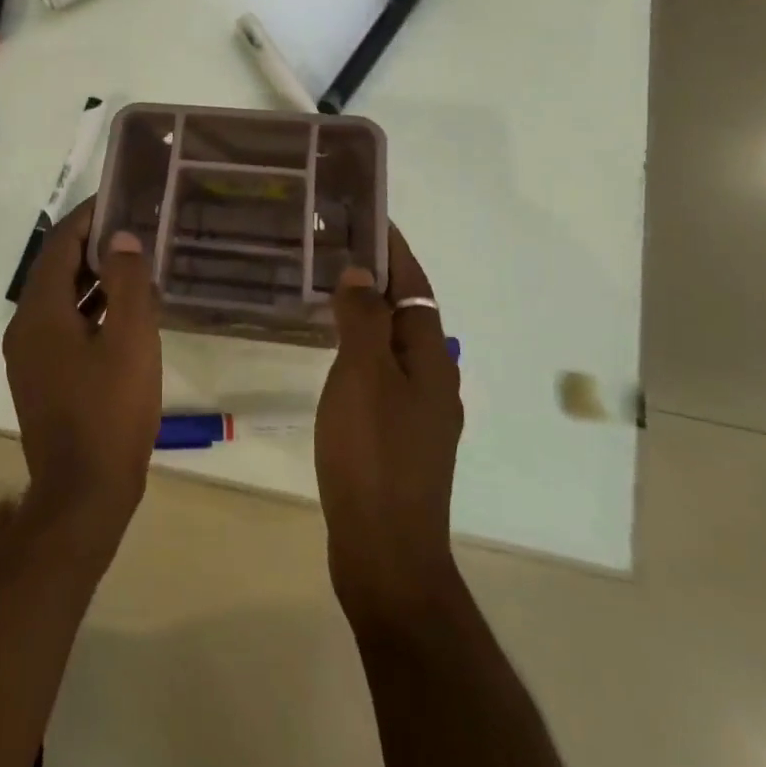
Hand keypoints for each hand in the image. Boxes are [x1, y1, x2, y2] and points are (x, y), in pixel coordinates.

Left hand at [2, 199, 162, 547]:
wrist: (84, 494)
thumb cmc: (110, 412)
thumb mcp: (130, 340)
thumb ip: (127, 283)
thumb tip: (122, 238)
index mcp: (40, 312)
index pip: (59, 245)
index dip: (87, 217)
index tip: (117, 197)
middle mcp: (25, 327)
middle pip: (55, 270)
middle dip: (92, 245)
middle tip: (132, 228)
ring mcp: (29, 355)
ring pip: (60, 300)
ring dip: (92, 279)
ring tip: (133, 263)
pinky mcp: (41, 378)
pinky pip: (63, 327)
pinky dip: (89, 310)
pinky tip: (121, 313)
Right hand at [316, 225, 463, 626]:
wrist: (386, 549)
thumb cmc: (372, 454)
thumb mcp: (363, 377)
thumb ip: (364, 321)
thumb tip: (364, 273)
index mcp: (431, 359)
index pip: (416, 287)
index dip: (396, 251)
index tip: (373, 217)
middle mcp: (433, 379)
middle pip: (409, 313)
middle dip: (381, 277)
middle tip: (338, 249)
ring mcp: (418, 412)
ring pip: (394, 345)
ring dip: (369, 313)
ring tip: (331, 292)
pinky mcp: (398, 437)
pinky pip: (381, 373)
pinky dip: (361, 349)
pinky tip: (335, 355)